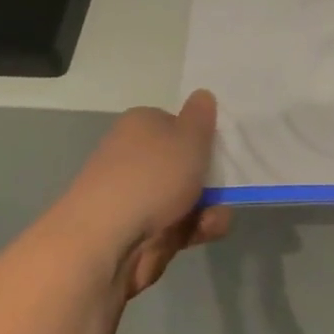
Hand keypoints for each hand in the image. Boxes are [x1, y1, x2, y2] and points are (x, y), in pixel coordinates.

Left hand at [61, 90, 230, 297]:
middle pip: (183, 163)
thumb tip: (202, 94)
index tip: (220, 151)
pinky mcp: (139, 230)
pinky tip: (204, 233)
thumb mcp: (189, 137)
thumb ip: (201, 116)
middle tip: (227, 188)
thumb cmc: (152, 176)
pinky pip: (177, 224)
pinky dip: (194, 228)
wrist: (106, 239)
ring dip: (208, 207)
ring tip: (214, 219)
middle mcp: (134, 157)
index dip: (201, 137)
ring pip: (185, 197)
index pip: (176, 124)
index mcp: (140, 125)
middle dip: (210, 178)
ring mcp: (135, 196)